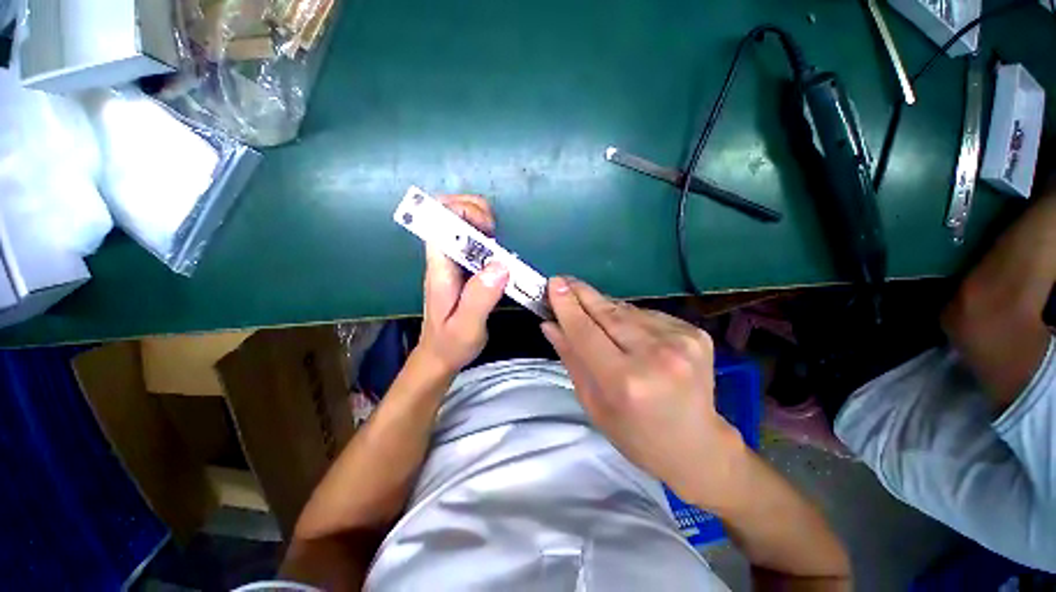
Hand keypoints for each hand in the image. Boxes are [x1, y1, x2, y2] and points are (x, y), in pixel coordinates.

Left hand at [416, 195, 508, 374]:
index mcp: (439, 268)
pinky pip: (473, 242)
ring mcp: (452, 262)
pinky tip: (500, 255)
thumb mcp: (467, 327)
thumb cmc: (451, 344)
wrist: (439, 356)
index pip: (439, 221)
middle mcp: (443, 259)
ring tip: (501, 243)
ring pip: (461, 224)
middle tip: (496, 233)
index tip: (488, 229)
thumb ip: (480, 298)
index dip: (462, 212)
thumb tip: (500, 265)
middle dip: (475, 211)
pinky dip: (488, 238)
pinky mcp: (463, 269)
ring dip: (483, 222)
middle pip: (449, 214)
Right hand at [541, 277, 744, 505]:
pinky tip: (626, 330)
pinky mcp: (695, 333)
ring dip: (605, 307)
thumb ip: (571, 358)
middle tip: (564, 281)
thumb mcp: (593, 403)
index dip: (567, 306)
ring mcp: (681, 340)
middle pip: (609, 313)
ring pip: (628, 310)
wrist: (697, 445)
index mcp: (626, 381)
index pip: (586, 332)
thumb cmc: (635, 433)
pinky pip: (648, 315)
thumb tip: (549, 323)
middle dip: (583, 295)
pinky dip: (630, 318)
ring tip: (590, 308)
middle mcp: (656, 355)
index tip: (552, 284)